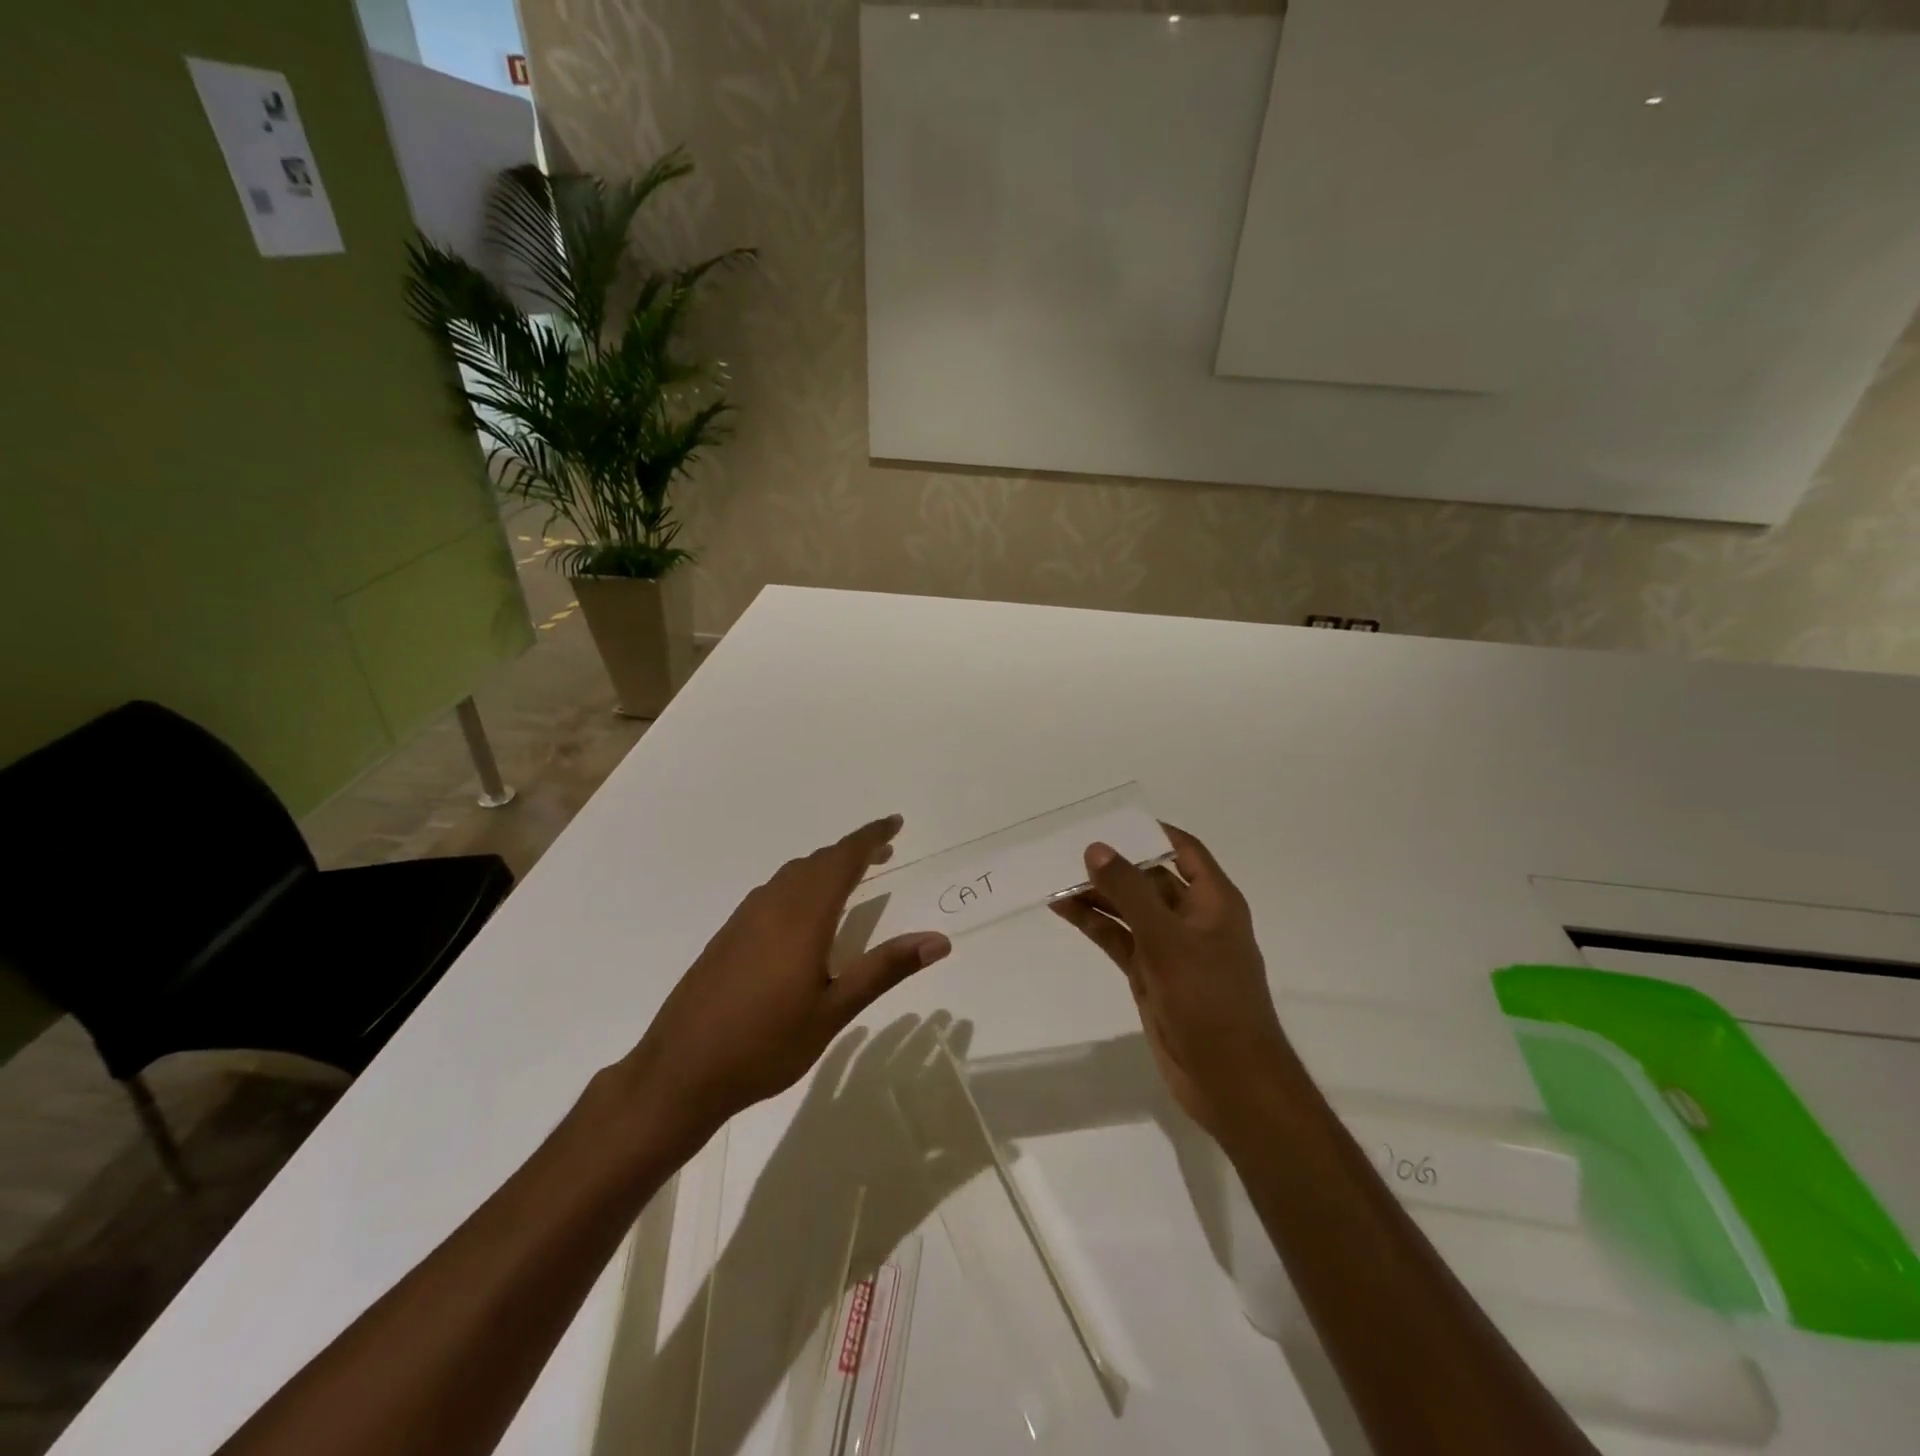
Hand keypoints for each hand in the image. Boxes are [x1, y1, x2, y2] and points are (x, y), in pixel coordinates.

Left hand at [624, 816, 950, 1148]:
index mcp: (802, 917)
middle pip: (817, 862)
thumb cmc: (766, 1045)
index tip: (895, 822)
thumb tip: (938, 940)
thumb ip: (885, 969)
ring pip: (791, 874)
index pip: (842, 860)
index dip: (870, 837)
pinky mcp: (727, 935)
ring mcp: (744, 919)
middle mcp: (772, 906)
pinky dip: (800, 884)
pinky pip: (772, 891)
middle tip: (884, 851)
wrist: (680, 1072)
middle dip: (852, 850)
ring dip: (824, 866)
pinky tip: (804, 913)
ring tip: (850, 877)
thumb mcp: (834, 1011)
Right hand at [1049, 825, 1289, 1141]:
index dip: (1150, 832)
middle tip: (1067, 850)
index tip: (1108, 821)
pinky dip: (1094, 925)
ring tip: (1054, 878)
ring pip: (1129, 910)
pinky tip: (1063, 911)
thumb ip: (1130, 892)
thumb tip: (1096, 848)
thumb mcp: (1168, 939)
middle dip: (1113, 865)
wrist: (1229, 1080)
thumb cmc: (1209, 1000)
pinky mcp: (1151, 975)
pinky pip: (1119, 939)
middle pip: (1149, 878)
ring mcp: (1170, 948)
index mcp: (1213, 901)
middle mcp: (1192, 918)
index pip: (1183, 849)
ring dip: (1097, 895)